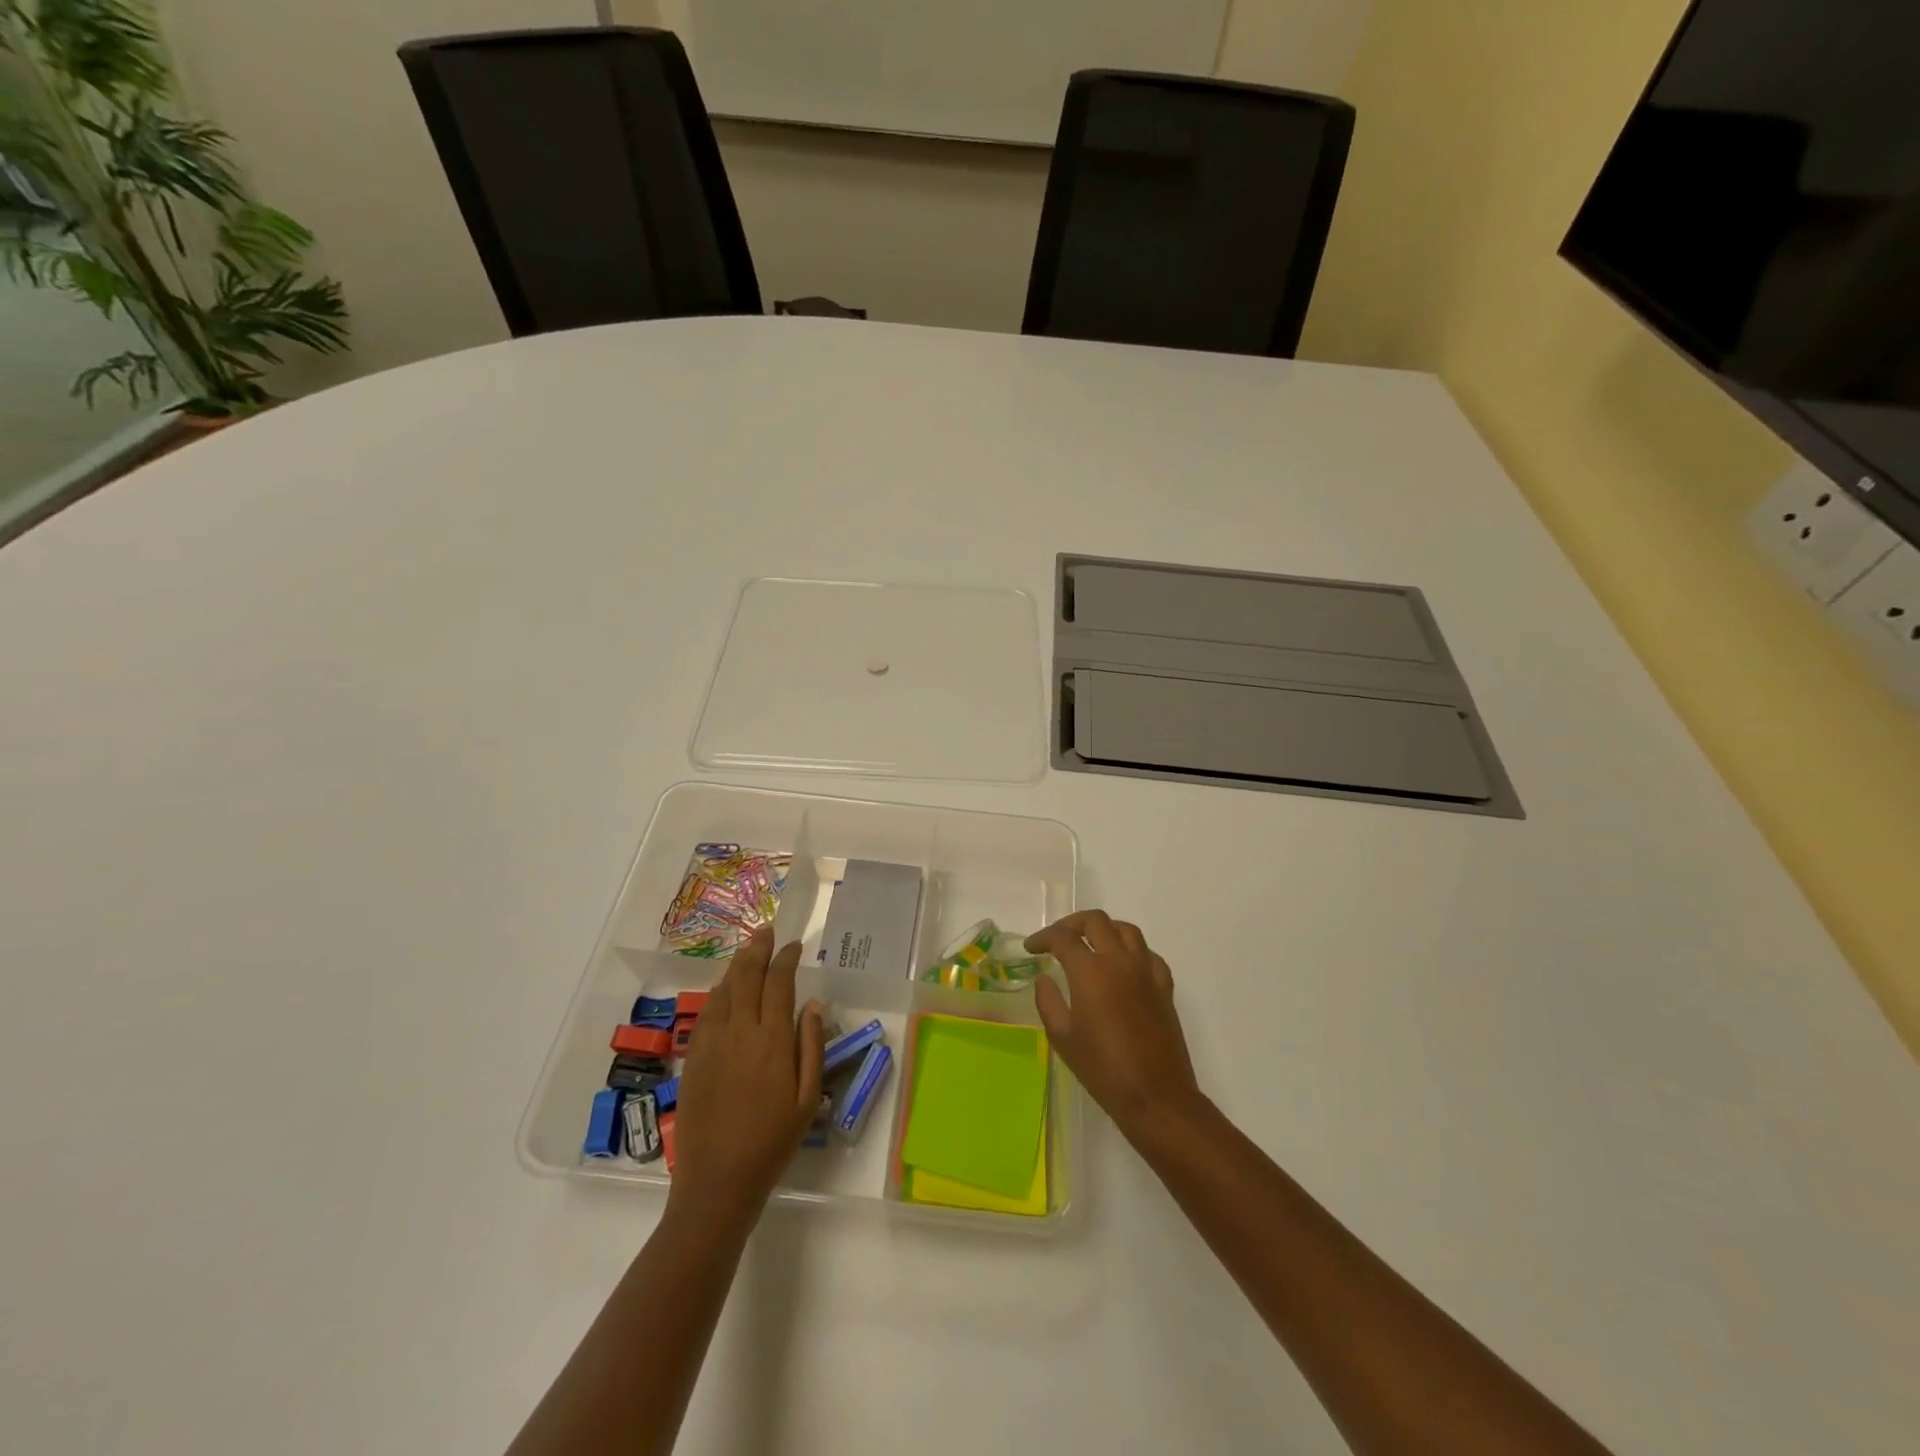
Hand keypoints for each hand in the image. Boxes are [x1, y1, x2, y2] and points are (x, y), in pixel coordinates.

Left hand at [668, 928, 823, 1226]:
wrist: (717, 1181)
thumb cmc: (772, 1141)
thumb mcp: (808, 1098)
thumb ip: (812, 1046)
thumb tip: (814, 1004)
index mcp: (772, 1040)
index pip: (779, 983)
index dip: (786, 959)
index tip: (794, 945)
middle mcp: (740, 1032)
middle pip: (747, 976)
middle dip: (758, 949)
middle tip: (767, 931)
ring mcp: (712, 1043)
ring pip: (724, 989)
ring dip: (737, 965)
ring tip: (748, 951)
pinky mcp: (693, 1057)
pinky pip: (707, 1011)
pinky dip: (719, 991)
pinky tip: (726, 989)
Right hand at [1027, 910, 1202, 1149]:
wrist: (1155, 1096)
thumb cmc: (1102, 1068)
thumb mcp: (1062, 1037)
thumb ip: (1048, 1001)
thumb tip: (1044, 979)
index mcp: (1091, 971)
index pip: (1062, 938)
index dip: (1043, 938)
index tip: (1031, 948)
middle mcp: (1120, 961)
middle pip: (1096, 921)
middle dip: (1072, 924)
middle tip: (1058, 940)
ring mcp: (1146, 972)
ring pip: (1127, 930)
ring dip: (1105, 930)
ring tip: (1091, 943)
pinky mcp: (1164, 988)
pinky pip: (1149, 955)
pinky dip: (1132, 952)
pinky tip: (1124, 966)